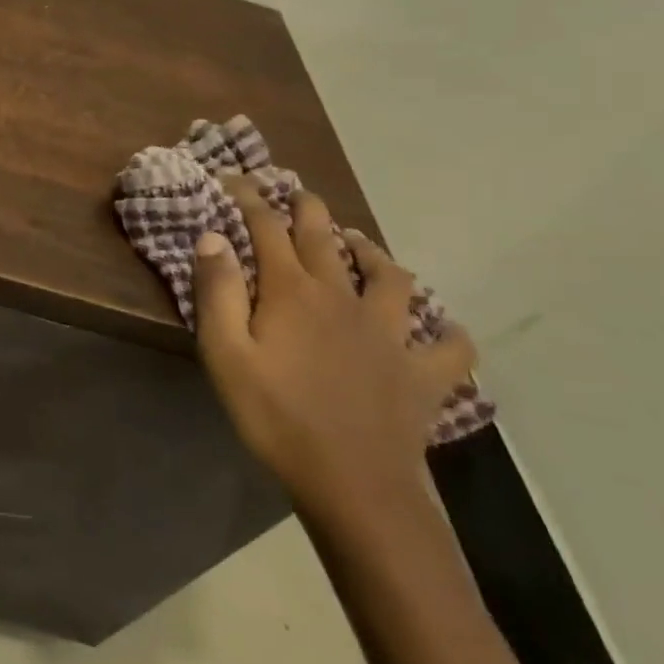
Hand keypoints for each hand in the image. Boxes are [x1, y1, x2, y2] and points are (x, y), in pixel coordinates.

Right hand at [193, 177, 475, 520]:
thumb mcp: (224, 353)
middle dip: (308, 209)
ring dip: (373, 253)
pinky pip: (450, 346)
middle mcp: (344, 298)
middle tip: (298, 193)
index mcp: (293, 292)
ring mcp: (391, 334)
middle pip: (326, 239)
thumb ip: (217, 291)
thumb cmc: (274, 415)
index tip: (235, 180)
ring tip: (360, 245)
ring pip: (391, 277)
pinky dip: (447, 332)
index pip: (268, 228)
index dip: (250, 199)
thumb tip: (213, 237)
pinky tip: (441, 329)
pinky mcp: (424, 373)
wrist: (352, 482)